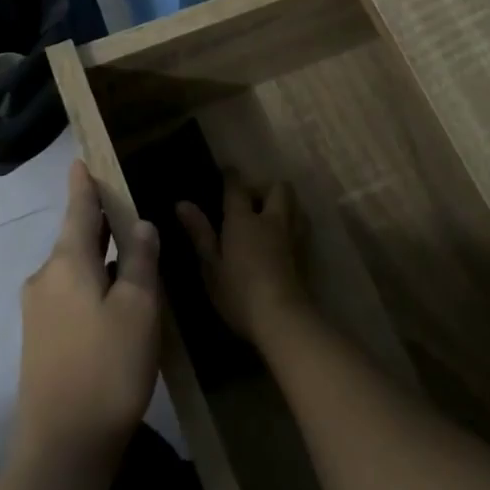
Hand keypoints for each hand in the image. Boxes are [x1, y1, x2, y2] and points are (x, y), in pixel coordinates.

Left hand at [13, 161, 161, 471]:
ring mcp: (38, 311)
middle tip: (127, 206)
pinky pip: (70, 294)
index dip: (83, 183)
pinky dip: (93, 284)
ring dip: (100, 257)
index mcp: (67, 262)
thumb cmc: (107, 367)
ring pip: (74, 268)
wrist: (62, 448)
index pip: (78, 209)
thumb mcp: (138, 308)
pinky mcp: (41, 340)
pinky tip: (116, 299)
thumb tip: (140, 224)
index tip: (81, 159)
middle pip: (75, 237)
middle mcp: (45, 278)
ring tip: (131, 253)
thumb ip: (140, 260)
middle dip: (99, 222)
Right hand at [176, 173, 308, 346]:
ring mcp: (294, 235)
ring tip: (270, 219)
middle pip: (277, 187)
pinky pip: (302, 226)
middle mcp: (272, 219)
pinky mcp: (307, 253)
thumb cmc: (238, 293)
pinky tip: (284, 241)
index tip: (227, 172)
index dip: (231, 176)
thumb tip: (182, 203)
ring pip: (295, 204)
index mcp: (244, 219)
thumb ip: (199, 233)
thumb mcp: (211, 266)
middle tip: (251, 202)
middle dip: (265, 188)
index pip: (237, 186)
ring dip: (284, 205)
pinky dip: (293, 225)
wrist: (283, 318)